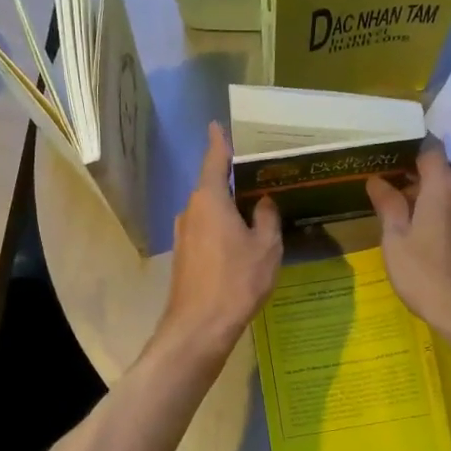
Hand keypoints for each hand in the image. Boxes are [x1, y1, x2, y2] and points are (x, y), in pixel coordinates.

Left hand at [156, 123, 282, 362]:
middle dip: (234, 180)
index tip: (217, 124)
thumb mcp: (266, 247)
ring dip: (230, 208)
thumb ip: (266, 218)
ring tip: (258, 209)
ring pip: (210, 211)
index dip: (219, 141)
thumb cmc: (236, 281)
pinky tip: (242, 240)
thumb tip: (263, 203)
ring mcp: (184, 234)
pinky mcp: (184, 255)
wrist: (199, 327)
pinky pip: (207, 230)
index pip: (214, 160)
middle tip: (261, 174)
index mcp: (209, 198)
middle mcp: (191, 210)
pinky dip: (223, 228)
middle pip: (213, 186)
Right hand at [366, 150, 450, 340]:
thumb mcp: (396, 240)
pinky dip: (439, 209)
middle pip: (439, 169)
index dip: (408, 146)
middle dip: (411, 173)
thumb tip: (377, 180)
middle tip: (381, 185)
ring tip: (396, 209)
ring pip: (448, 189)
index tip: (384, 154)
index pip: (430, 147)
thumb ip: (388, 205)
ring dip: (425, 194)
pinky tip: (419, 230)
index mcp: (443, 186)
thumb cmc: (428, 276)